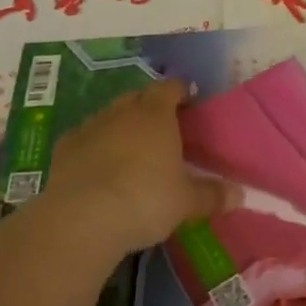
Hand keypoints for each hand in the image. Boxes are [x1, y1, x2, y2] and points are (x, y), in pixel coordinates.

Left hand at [43, 80, 237, 254]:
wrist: (82, 218)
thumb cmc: (145, 200)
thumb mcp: (186, 202)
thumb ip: (212, 195)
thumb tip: (240, 195)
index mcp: (156, 114)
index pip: (171, 88)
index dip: (181, 92)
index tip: (189, 102)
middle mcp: (123, 111)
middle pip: (139, 96)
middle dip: (151, 105)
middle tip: (163, 127)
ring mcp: (91, 126)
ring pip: (110, 115)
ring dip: (121, 124)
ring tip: (131, 147)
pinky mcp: (65, 147)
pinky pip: (85, 137)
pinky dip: (94, 145)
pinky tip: (98, 164)